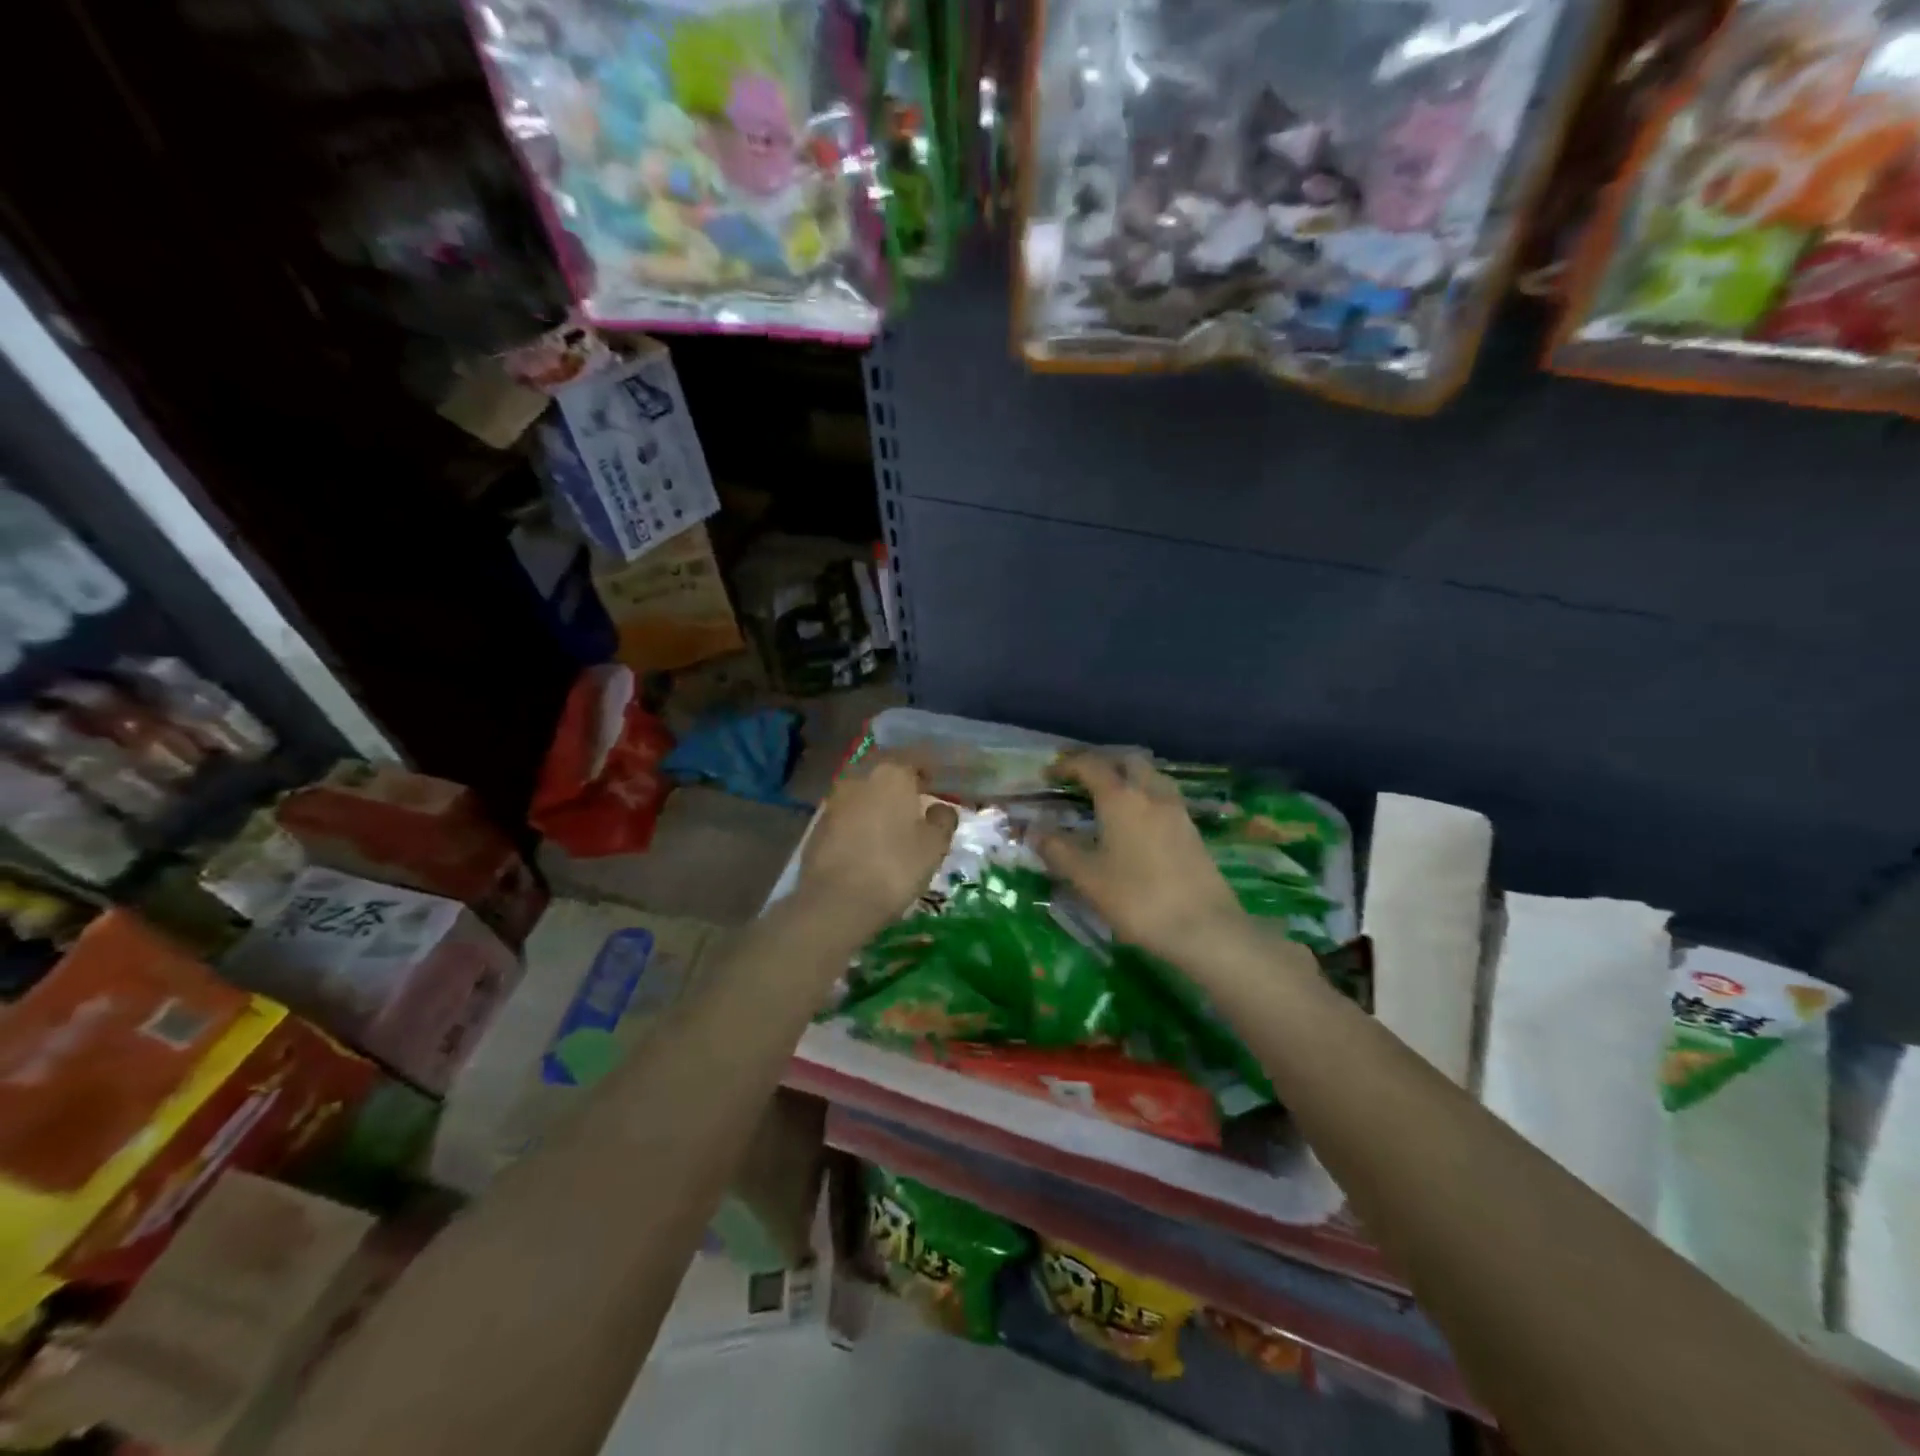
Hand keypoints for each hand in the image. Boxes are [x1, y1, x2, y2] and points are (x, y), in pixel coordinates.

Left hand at [794, 749, 958, 939]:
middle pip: (886, 775)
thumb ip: (942, 820)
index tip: (939, 784)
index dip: (930, 771)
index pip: (916, 760)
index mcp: (892, 774)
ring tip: (892, 827)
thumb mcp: (934, 846)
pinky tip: (868, 843)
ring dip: (878, 805)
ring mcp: (834, 801)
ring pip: (864, 795)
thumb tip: (940, 808)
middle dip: (901, 787)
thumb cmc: (895, 867)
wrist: (836, 901)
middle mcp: (860, 778)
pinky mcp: (817, 826)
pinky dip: (859, 823)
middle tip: (916, 805)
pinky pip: (847, 817)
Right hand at [1036, 753, 1246, 962]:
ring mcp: (1177, 810)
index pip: (1090, 766)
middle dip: (1103, 763)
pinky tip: (1137, 823)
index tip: (1048, 774)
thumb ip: (1057, 850)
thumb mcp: (1087, 878)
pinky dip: (1145, 797)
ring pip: (1151, 776)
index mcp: (1121, 798)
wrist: (1205, 927)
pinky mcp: (1192, 830)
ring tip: (1110, 799)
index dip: (1066, 765)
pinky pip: (1164, 797)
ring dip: (1128, 777)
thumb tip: (1033, 831)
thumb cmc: (1137, 898)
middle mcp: (1150, 793)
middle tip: (1082, 781)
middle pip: (1127, 761)